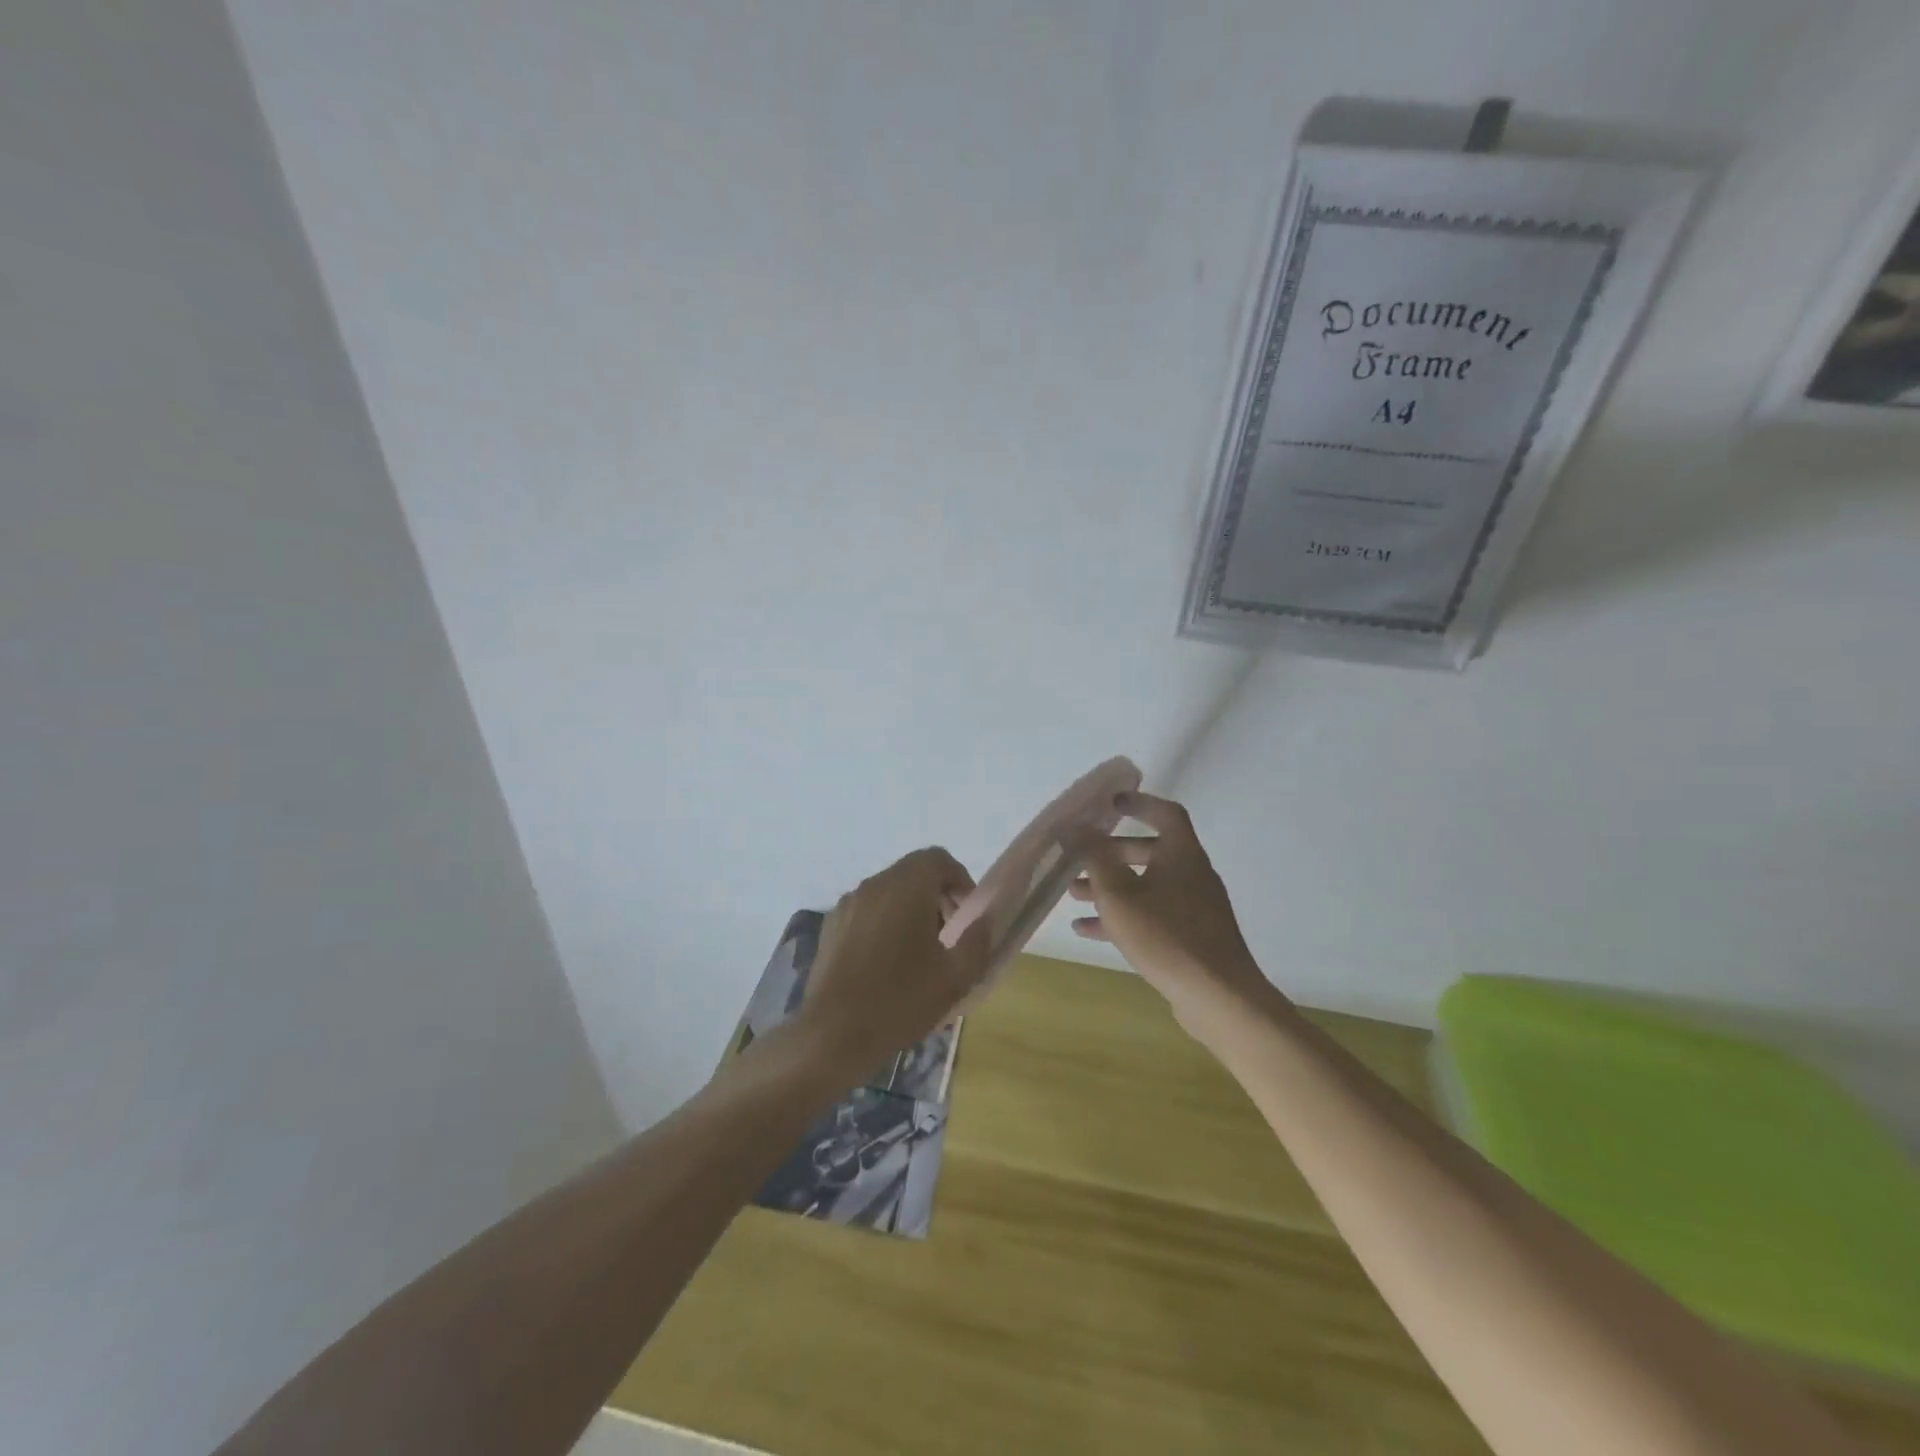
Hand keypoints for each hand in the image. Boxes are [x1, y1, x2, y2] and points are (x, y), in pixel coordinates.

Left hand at [800, 847, 991, 1075]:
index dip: (959, 879)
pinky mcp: (831, 925)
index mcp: (906, 887)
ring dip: (910, 908)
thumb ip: (977, 940)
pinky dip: (884, 921)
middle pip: (913, 872)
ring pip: (889, 891)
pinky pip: (867, 910)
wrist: (833, 1034)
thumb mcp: (955, 977)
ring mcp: (848, 904)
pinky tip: (887, 962)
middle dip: (937, 895)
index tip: (967, 913)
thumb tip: (984, 919)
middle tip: (949, 934)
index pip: (938, 859)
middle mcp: (874, 885)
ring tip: (919, 952)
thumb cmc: (900, 1001)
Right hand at [1069, 791, 1278, 1033]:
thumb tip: (1078, 827)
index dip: (1139, 803)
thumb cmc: (1166, 936)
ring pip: (1147, 885)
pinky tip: (1088, 931)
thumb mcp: (1119, 895)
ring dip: (1111, 886)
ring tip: (1074, 895)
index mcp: (1182, 854)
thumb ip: (1096, 858)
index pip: (1165, 813)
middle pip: (1151, 851)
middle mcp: (1192, 874)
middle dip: (1111, 854)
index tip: (1111, 804)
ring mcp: (1195, 907)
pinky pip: (1153, 914)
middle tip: (1080, 859)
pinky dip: (1124, 916)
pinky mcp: (1192, 936)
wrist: (1219, 997)